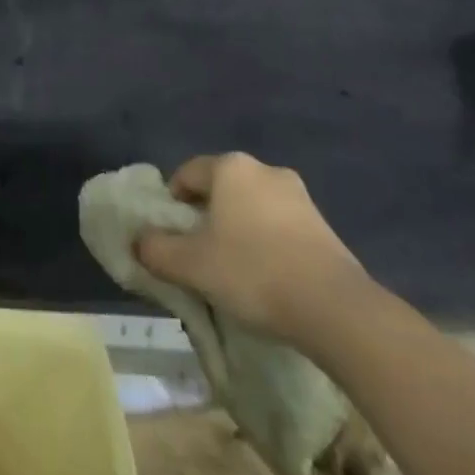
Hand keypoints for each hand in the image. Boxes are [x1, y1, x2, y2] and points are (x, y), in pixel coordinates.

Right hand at [135, 152, 374, 350]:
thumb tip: (139, 241)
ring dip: (239, 230)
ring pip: (252, 207)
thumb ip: (156, 249)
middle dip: (206, 217)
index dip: (172, 203)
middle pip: (221, 189)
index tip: (171, 236)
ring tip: (235, 272)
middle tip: (199, 254)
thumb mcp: (191, 265)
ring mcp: (299, 196)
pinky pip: (280, 226)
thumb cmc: (252, 272)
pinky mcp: (323, 224)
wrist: (334, 307)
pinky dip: (267, 244)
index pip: (187, 173)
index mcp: (230, 167)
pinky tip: (268, 278)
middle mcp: (264, 169)